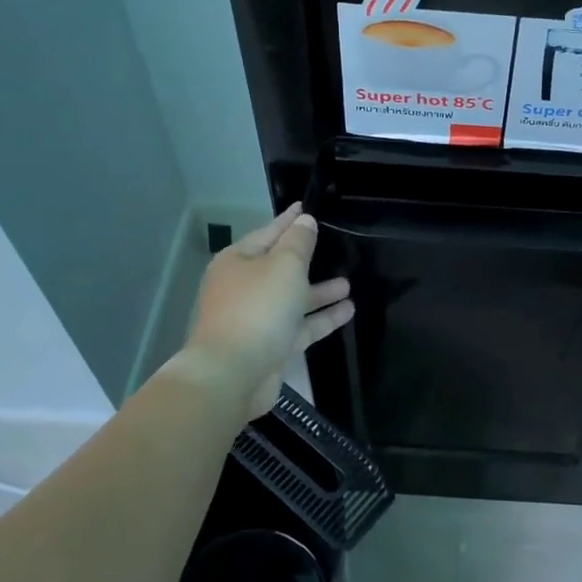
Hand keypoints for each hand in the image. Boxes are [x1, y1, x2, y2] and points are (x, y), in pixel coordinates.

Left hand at [184, 204, 352, 419]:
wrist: (232, 374)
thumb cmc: (258, 308)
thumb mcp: (284, 266)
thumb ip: (299, 242)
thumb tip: (305, 222)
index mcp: (237, 262)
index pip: (268, 233)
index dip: (289, 221)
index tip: (305, 208)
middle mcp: (243, 288)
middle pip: (279, 267)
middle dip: (306, 259)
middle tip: (333, 247)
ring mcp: (255, 319)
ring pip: (291, 299)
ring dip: (319, 292)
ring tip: (348, 283)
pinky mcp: (269, 347)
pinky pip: (299, 326)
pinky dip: (321, 318)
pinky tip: (348, 311)